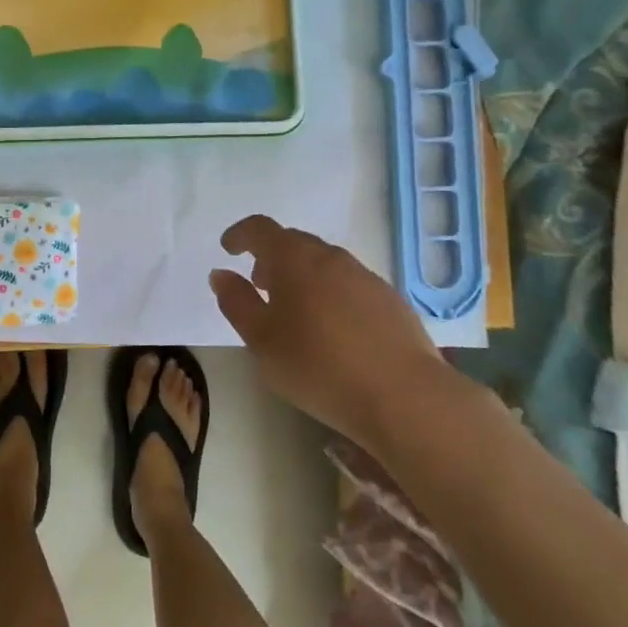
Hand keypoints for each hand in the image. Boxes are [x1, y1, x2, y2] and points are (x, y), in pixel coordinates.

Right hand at [208, 214, 465, 451]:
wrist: (405, 397)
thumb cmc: (319, 366)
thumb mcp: (261, 340)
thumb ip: (236, 303)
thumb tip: (221, 274)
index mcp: (294, 259)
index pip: (261, 229)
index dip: (241, 234)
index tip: (229, 249)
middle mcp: (331, 257)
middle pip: (295, 242)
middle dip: (272, 257)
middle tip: (259, 284)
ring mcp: (365, 277)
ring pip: (324, 263)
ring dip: (303, 276)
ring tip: (295, 311)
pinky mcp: (391, 301)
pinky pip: (349, 284)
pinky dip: (331, 293)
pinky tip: (333, 330)